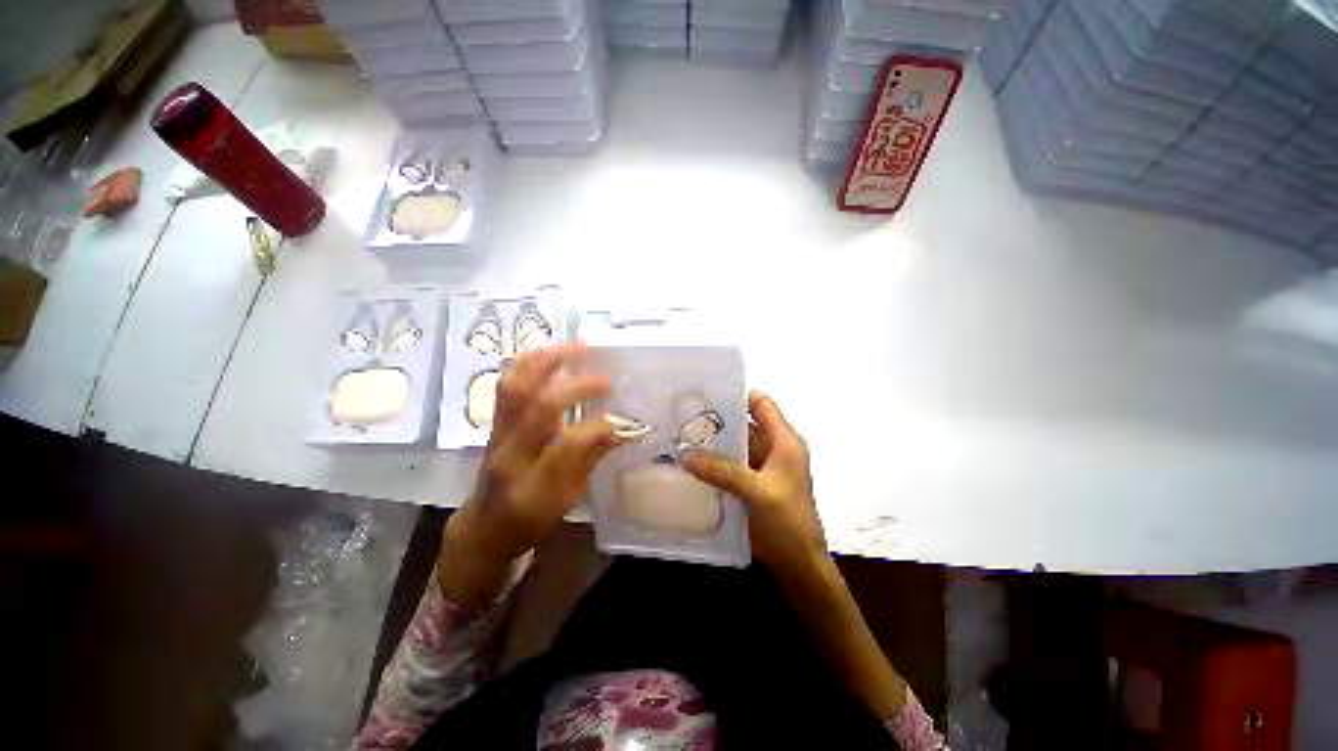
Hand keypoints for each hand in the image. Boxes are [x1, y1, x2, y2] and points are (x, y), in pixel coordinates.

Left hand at [441, 343, 617, 607]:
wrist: (484, 526)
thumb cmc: (530, 520)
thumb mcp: (568, 499)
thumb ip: (591, 460)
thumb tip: (619, 430)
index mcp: (534, 483)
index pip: (570, 444)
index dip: (599, 428)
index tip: (620, 423)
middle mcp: (512, 452)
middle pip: (542, 406)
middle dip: (578, 386)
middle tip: (605, 379)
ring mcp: (498, 433)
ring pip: (518, 387)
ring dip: (548, 362)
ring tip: (575, 347)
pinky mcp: (494, 422)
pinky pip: (507, 385)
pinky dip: (527, 363)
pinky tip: (546, 352)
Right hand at [683, 391, 826, 575]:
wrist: (798, 564)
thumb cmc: (787, 521)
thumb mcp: (756, 491)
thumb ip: (722, 471)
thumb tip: (686, 455)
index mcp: (784, 441)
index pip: (761, 404)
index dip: (738, 396)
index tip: (706, 398)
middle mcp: (773, 448)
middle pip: (744, 425)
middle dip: (717, 422)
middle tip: (684, 420)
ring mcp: (761, 467)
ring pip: (734, 447)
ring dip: (713, 445)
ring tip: (681, 440)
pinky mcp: (751, 484)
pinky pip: (730, 466)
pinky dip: (713, 464)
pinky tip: (691, 465)